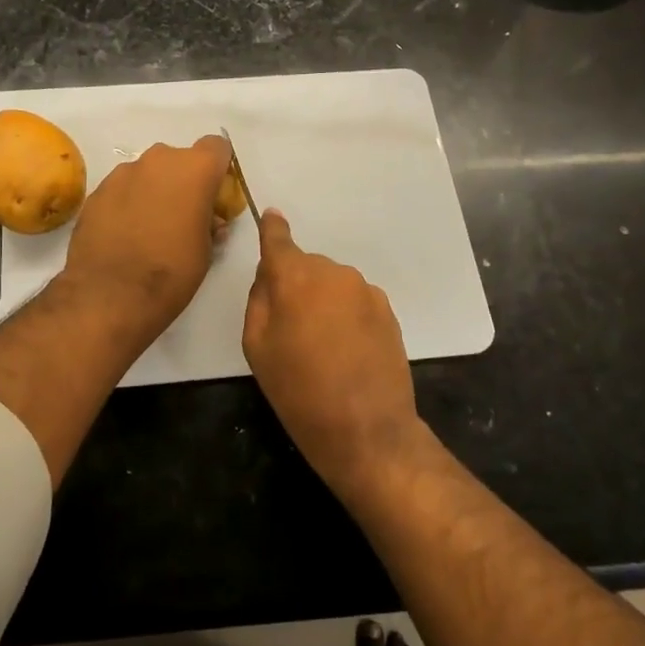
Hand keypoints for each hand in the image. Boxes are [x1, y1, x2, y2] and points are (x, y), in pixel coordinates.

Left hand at [61, 134, 231, 342]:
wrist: (109, 294)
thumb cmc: (171, 272)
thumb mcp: (206, 251)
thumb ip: (210, 223)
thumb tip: (208, 220)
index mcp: (194, 169)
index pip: (217, 147)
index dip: (218, 169)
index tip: (215, 195)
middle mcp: (158, 160)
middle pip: (179, 160)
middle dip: (183, 182)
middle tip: (184, 216)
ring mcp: (122, 173)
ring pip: (147, 173)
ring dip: (153, 192)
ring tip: (150, 229)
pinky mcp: (97, 192)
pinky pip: (122, 190)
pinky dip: (127, 204)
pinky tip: (125, 235)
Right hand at [242, 209, 423, 494]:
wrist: (367, 429)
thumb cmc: (299, 391)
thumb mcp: (257, 347)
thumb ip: (260, 300)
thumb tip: (270, 276)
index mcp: (295, 277)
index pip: (278, 240)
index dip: (272, 229)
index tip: (271, 216)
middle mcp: (332, 273)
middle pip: (306, 268)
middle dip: (296, 286)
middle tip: (290, 329)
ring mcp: (364, 290)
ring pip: (332, 284)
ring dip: (323, 302)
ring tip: (322, 346)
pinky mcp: (387, 309)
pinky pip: (354, 301)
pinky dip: (345, 315)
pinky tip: (346, 351)